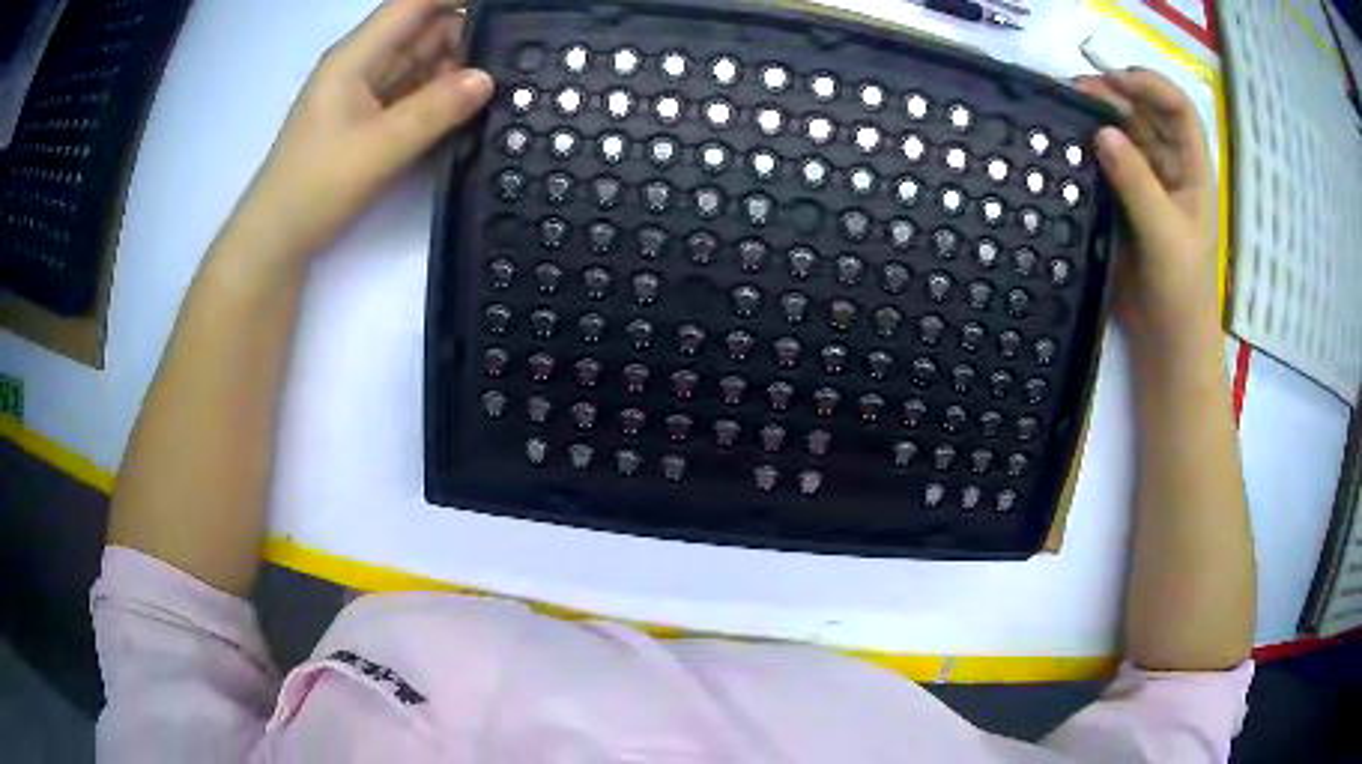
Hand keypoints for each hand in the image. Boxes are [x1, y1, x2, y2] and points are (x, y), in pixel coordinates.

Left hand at [219, 0, 493, 263]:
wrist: (278, 240)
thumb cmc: (315, 187)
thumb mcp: (378, 148)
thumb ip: (435, 110)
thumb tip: (487, 79)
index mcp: (356, 56)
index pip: (413, 3)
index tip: (505, 6)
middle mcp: (363, 65)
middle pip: (423, 29)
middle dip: (468, 34)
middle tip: (518, 50)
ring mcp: (367, 92)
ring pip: (423, 62)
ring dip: (460, 66)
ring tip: (508, 75)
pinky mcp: (371, 119)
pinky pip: (416, 93)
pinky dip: (444, 95)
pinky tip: (474, 103)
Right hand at [1075, 69, 1218, 358]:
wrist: (1169, 341)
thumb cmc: (1182, 291)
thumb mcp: (1165, 235)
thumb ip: (1138, 182)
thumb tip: (1102, 133)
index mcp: (1194, 171)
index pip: (1178, 109)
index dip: (1149, 86)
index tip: (1112, 82)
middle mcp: (1172, 168)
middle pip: (1147, 114)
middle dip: (1116, 95)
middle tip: (1075, 92)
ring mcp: (1148, 184)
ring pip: (1125, 135)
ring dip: (1099, 118)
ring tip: (1067, 111)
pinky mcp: (1125, 202)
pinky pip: (1108, 163)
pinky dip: (1091, 149)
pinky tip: (1071, 145)